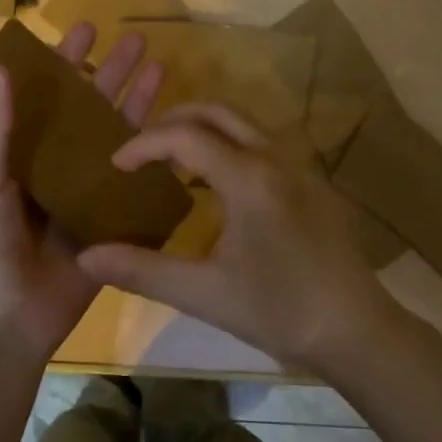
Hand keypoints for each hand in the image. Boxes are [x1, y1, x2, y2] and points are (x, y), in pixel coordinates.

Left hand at [0, 23, 163, 364]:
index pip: (45, 96)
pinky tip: (178, 134)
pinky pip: (133, 185)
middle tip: (138, 41)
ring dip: (137, 106)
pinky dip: (153, 160)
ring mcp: (84, 195)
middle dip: (112, 75)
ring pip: (116, 141)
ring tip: (163, 70)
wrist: (3, 324)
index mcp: (18, 154)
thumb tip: (2, 65)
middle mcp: (54, 167)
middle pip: (88, 111)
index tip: (86, 29)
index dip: (64, 62)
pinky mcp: (109, 222)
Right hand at [76, 104, 409, 376]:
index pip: (185, 137)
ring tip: (170, 163)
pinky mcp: (310, 181)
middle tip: (141, 150)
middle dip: (173, 121)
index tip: (115, 166)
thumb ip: (142, 270)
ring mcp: (298, 166)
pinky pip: (260, 143)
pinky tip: (214, 186)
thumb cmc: (279, 311)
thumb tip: (85, 258)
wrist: (356, 330)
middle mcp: (275, 157)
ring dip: (203, 130)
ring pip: (243, 123)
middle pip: (217, 112)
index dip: (143, 145)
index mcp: (249, 178)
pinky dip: (228, 145)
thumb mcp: (203, 294)